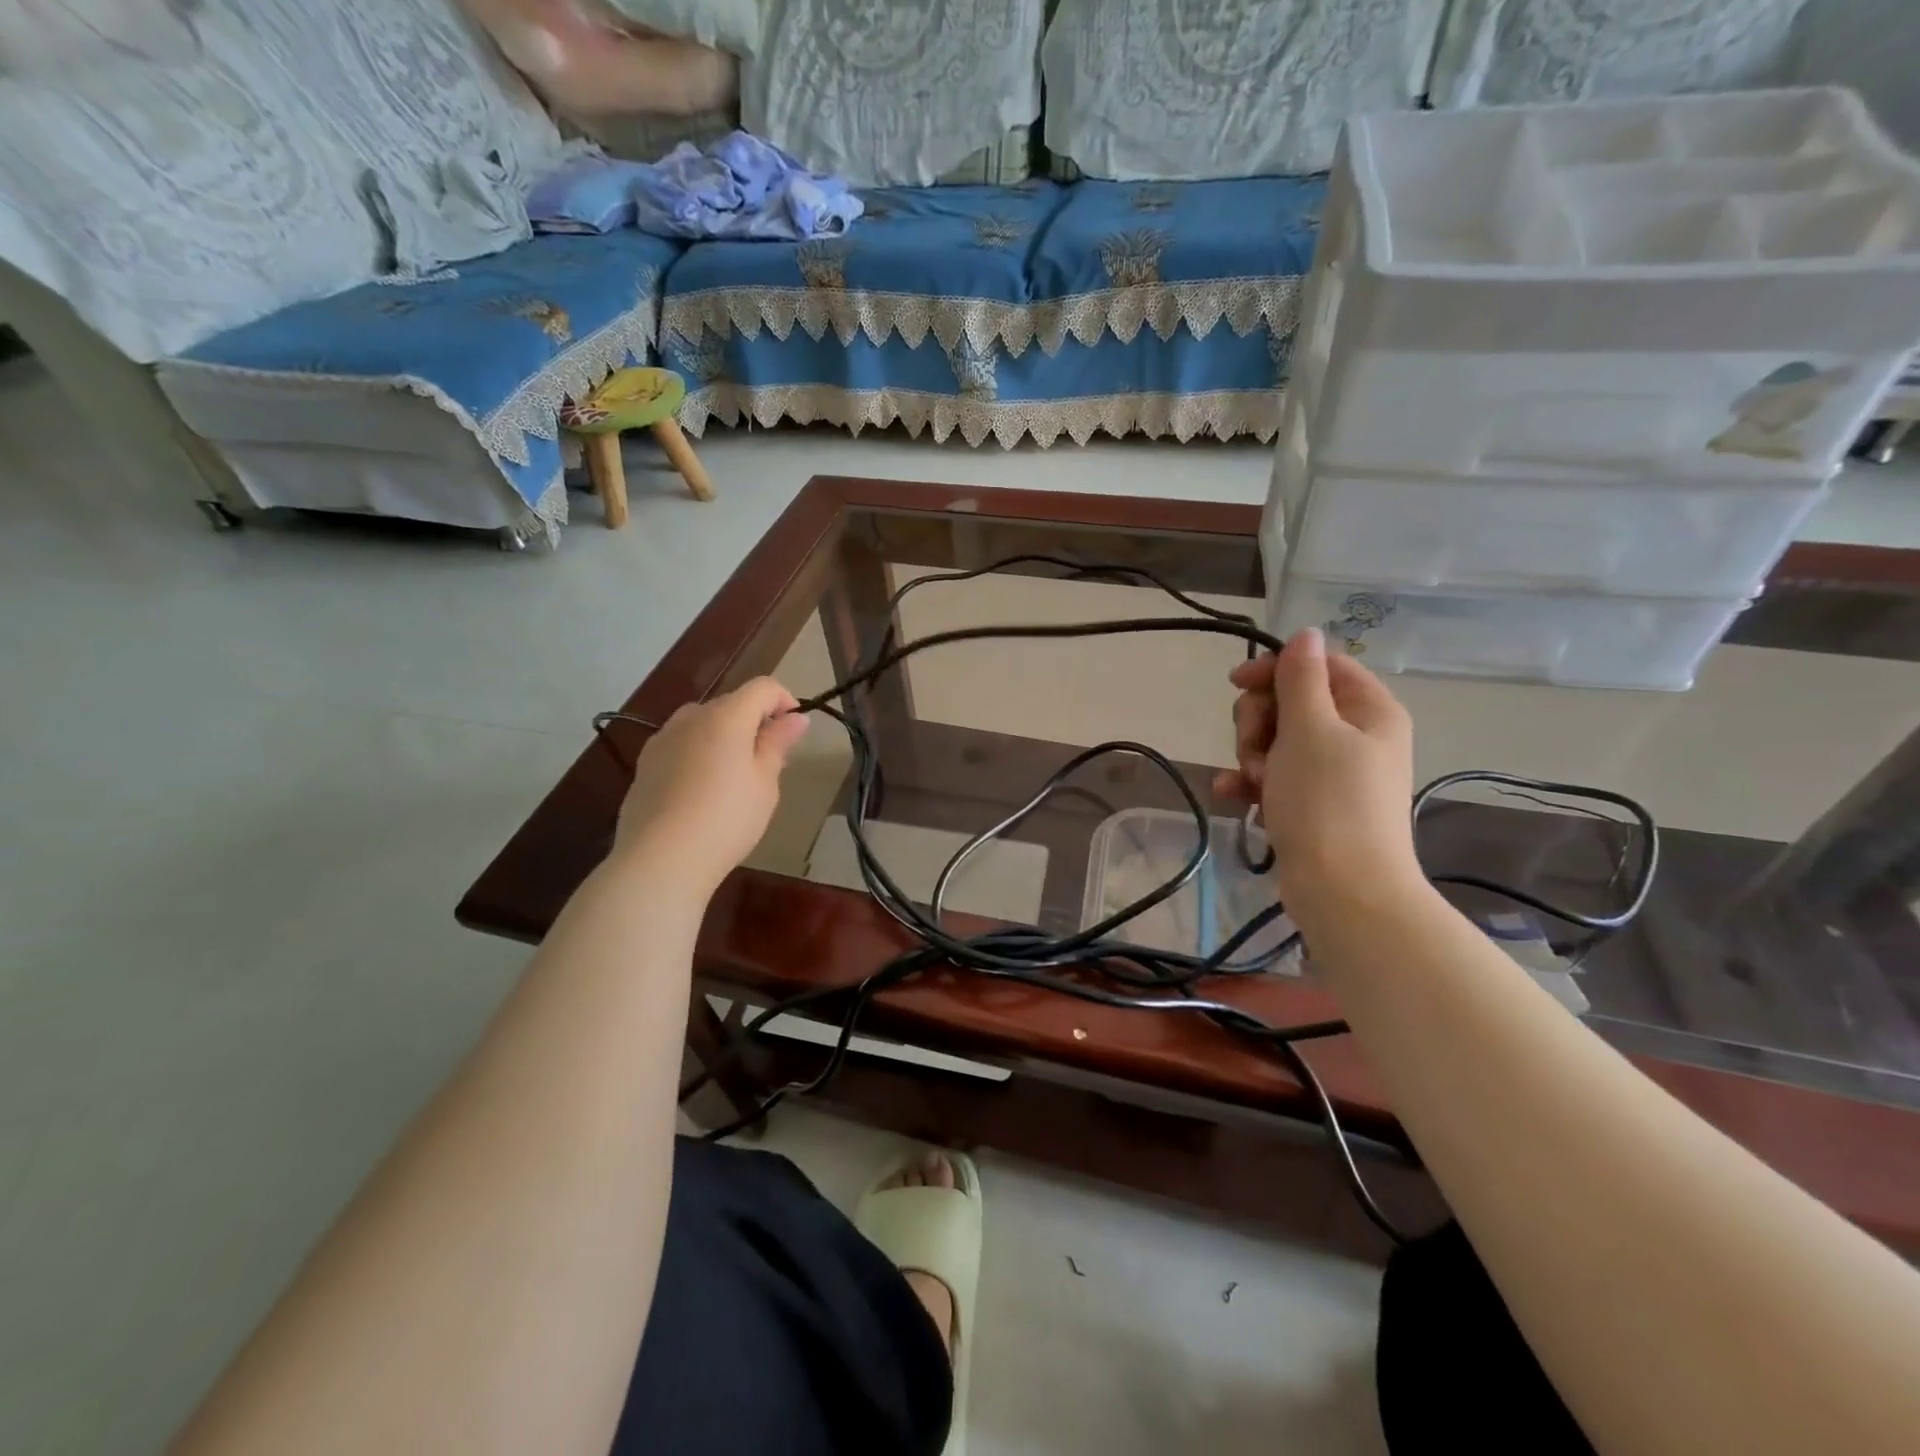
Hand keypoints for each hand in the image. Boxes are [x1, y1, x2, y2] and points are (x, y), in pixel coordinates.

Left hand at [614, 677, 809, 889]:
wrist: (660, 859)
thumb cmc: (726, 819)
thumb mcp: (764, 783)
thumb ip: (777, 744)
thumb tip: (796, 718)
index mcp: (726, 716)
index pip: (763, 687)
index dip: (785, 701)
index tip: (794, 731)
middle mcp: (691, 718)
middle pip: (731, 703)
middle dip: (754, 722)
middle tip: (767, 763)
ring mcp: (662, 739)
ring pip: (702, 723)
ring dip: (723, 737)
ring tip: (732, 777)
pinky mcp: (644, 764)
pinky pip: (679, 745)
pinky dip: (697, 754)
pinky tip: (700, 791)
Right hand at [1212, 627, 1420, 910]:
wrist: (1344, 891)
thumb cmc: (1327, 801)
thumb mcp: (1310, 728)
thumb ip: (1301, 677)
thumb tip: (1306, 634)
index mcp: (1369, 710)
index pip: (1319, 665)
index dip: (1275, 669)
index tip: (1236, 683)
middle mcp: (1357, 736)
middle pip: (1293, 702)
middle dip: (1260, 721)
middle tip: (1253, 747)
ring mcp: (1334, 773)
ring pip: (1277, 740)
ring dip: (1252, 754)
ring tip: (1253, 781)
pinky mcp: (1313, 804)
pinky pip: (1275, 777)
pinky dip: (1252, 782)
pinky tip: (1231, 794)